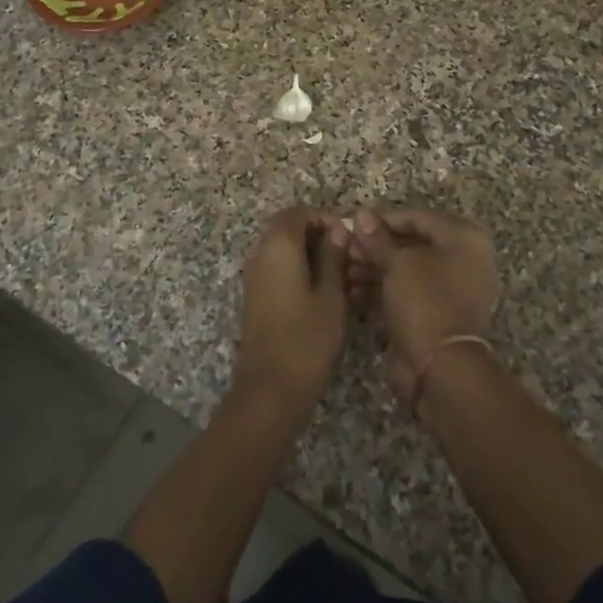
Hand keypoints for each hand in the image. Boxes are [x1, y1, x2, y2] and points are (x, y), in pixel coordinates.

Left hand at [232, 207, 350, 419]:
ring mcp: (254, 277)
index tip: (348, 238)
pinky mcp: (256, 298)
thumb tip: (337, 230)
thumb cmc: (307, 339)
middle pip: (288, 229)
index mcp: (278, 246)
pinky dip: (299, 272)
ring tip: (342, 279)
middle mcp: (260, 254)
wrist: (270, 390)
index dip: (324, 218)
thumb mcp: (331, 296)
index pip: (297, 212)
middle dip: (319, 236)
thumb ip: (333, 257)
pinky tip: (324, 296)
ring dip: (310, 256)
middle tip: (348, 258)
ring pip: (283, 251)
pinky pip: (277, 270)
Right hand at [348, 207, 498, 399]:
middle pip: (411, 243)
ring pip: (406, 269)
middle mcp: (463, 260)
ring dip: (373, 268)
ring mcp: (451, 289)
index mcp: (464, 238)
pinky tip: (352, 290)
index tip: (352, 226)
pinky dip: (382, 289)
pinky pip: (407, 292)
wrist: (441, 367)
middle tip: (344, 251)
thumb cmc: (425, 300)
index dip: (382, 220)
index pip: (417, 217)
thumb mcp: (397, 264)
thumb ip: (377, 238)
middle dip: (375, 247)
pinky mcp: (437, 314)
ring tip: (343, 271)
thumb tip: (361, 214)